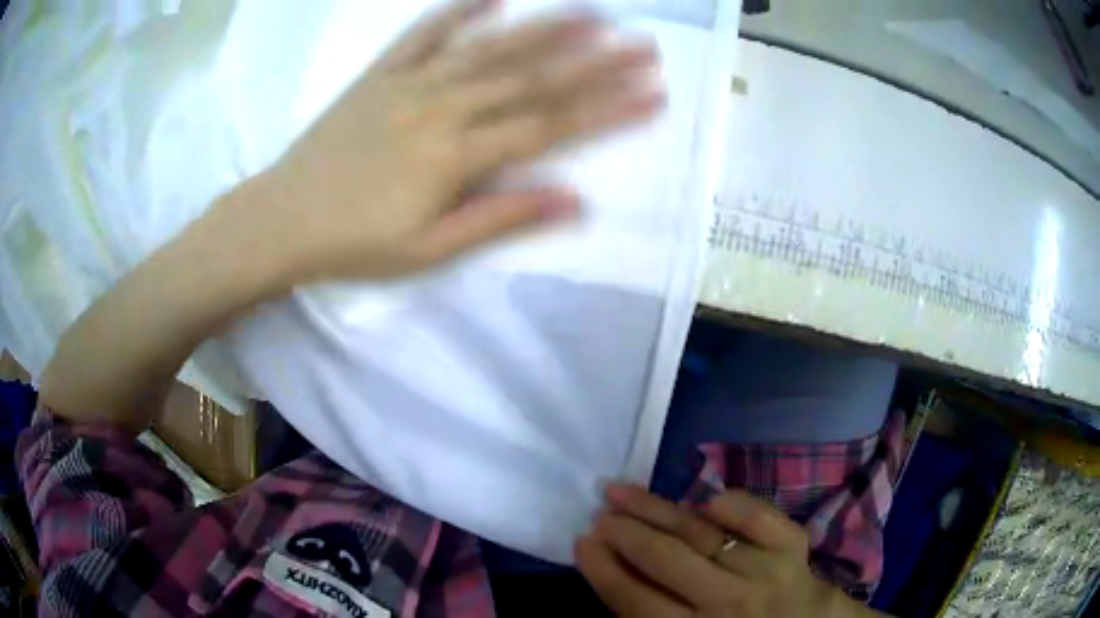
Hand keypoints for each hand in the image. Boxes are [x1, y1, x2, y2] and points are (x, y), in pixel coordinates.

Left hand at [233, 0, 662, 284]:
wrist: (280, 219)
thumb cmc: (354, 244)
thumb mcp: (429, 251)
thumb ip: (501, 218)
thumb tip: (575, 202)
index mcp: (456, 156)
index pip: (550, 126)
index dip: (607, 111)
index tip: (653, 96)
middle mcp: (441, 107)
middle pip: (532, 79)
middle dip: (596, 63)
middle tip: (644, 47)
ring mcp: (409, 83)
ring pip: (489, 47)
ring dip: (546, 28)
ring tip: (594, 14)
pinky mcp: (380, 73)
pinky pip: (423, 33)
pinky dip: (458, 10)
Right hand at [576, 484, 879, 617]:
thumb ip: (651, 617)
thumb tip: (615, 574)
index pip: (636, 601)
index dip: (604, 570)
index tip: (582, 541)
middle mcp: (729, 602)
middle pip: (666, 560)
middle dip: (625, 533)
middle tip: (599, 512)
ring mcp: (765, 569)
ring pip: (702, 532)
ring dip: (657, 508)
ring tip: (622, 490)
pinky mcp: (793, 545)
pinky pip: (757, 516)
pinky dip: (730, 503)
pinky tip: (704, 500)